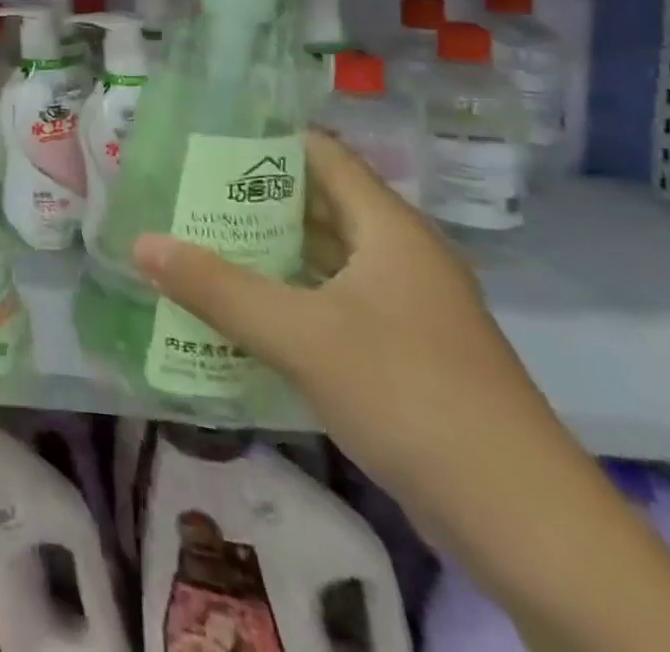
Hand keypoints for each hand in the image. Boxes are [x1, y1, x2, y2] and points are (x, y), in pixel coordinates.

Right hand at [131, 128, 558, 507]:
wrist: (528, 529)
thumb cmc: (411, 397)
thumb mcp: (301, 336)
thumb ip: (217, 288)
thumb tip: (141, 243)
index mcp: (388, 228)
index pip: (321, 153)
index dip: (264, 140)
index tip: (201, 140)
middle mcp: (399, 255)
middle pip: (316, 205)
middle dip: (250, 200)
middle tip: (183, 194)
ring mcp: (406, 308)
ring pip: (322, 259)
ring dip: (265, 254)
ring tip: (196, 244)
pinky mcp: (404, 354)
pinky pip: (331, 305)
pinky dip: (287, 300)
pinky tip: (240, 313)